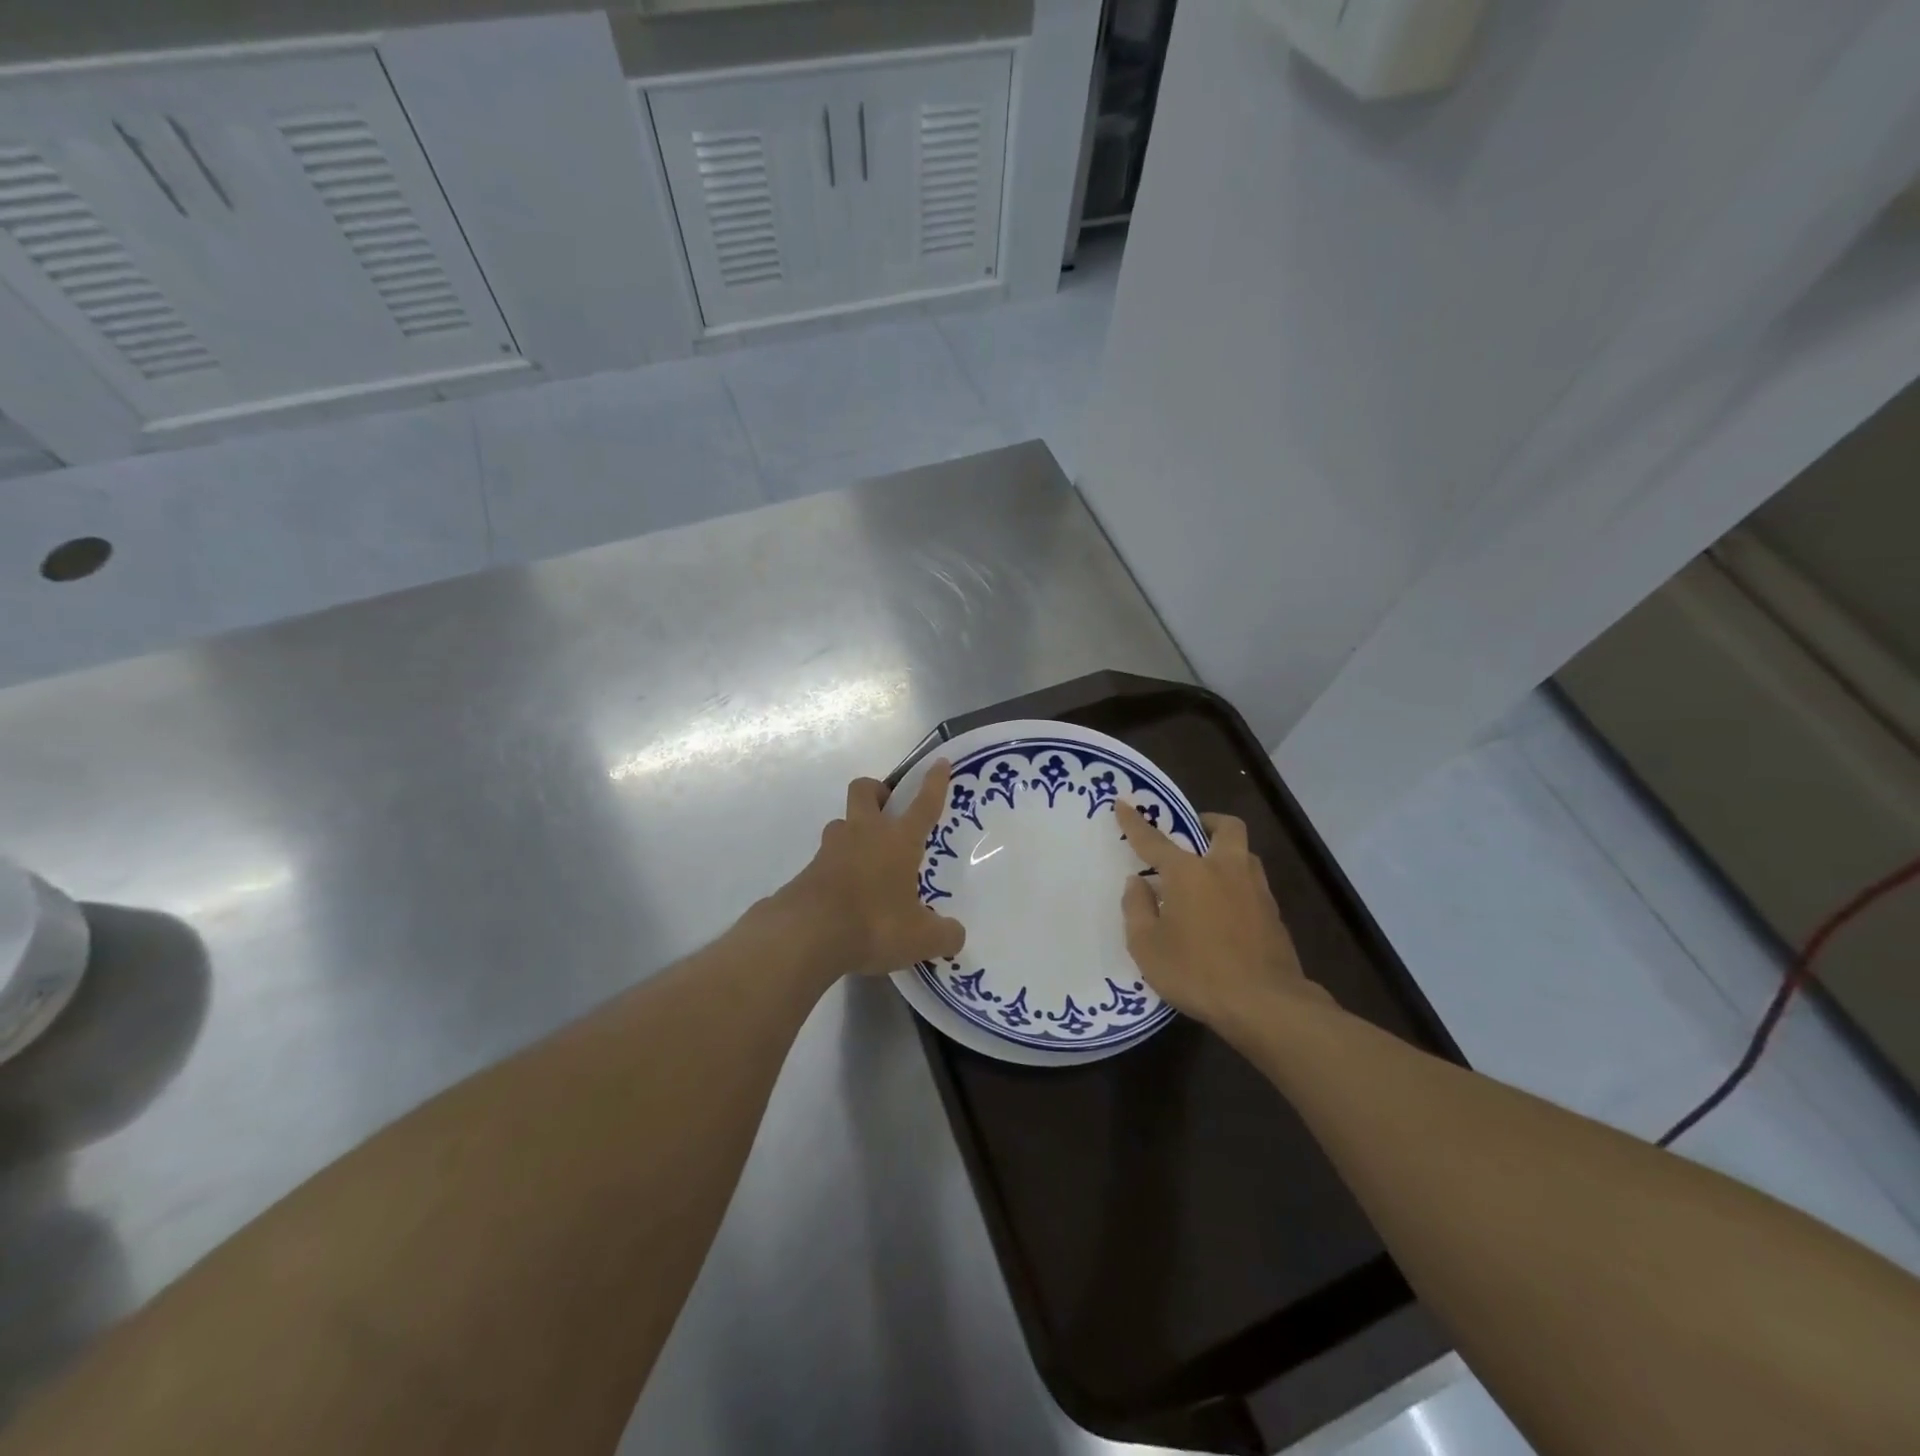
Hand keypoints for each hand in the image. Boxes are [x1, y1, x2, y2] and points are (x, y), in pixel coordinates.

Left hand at [777, 762, 966, 979]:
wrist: (806, 935)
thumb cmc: (874, 924)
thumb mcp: (921, 939)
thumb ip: (944, 935)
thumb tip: (955, 935)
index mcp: (898, 840)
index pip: (923, 804)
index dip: (934, 782)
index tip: (939, 762)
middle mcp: (864, 834)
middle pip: (866, 790)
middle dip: (878, 792)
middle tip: (889, 811)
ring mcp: (831, 849)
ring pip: (842, 823)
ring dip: (853, 832)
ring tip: (867, 861)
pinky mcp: (807, 870)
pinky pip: (826, 859)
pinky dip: (837, 869)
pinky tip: (846, 896)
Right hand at [1115, 801, 1321, 1031]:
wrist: (1266, 1004)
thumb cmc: (1196, 972)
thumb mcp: (1147, 946)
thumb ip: (1137, 909)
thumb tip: (1138, 883)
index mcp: (1188, 873)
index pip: (1154, 840)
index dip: (1134, 822)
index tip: (1123, 803)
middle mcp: (1225, 870)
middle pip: (1225, 828)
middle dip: (1208, 822)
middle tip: (1192, 832)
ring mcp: (1256, 890)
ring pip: (1244, 855)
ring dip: (1226, 854)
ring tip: (1207, 876)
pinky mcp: (1274, 915)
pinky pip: (1252, 885)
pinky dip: (1236, 886)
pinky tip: (1224, 912)